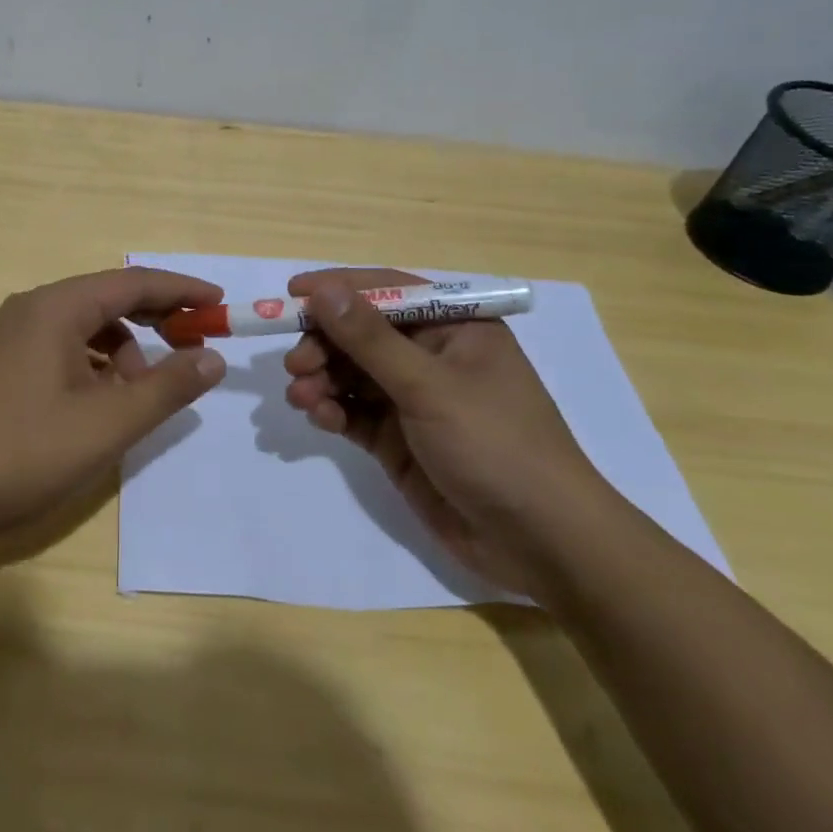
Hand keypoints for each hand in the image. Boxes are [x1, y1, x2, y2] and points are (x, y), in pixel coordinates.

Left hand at [0, 267, 226, 552]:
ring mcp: (11, 337)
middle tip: (195, 344)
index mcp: (56, 307)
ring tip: (140, 395)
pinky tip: (100, 404)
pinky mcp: (1, 365)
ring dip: (123, 350)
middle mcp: (31, 309)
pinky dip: (93, 366)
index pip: (132, 282)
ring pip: (84, 327)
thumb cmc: (26, 452)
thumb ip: (167, 387)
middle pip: (107, 299)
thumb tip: (212, 358)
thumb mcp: (109, 423)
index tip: (219, 304)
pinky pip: (62, 348)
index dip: (181, 291)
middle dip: (155, 320)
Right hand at [283, 268, 617, 594]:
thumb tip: (323, 290)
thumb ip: (370, 339)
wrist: (541, 542)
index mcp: (455, 327)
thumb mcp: (429, 386)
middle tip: (295, 364)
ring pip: (352, 373)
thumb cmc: (495, 444)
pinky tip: (320, 417)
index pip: (387, 291)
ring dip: (322, 379)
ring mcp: (414, 400)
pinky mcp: (399, 439)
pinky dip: (333, 410)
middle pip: (362, 333)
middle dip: (324, 344)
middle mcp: (432, 356)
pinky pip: (354, 412)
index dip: (338, 289)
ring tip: (301, 396)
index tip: (291, 294)